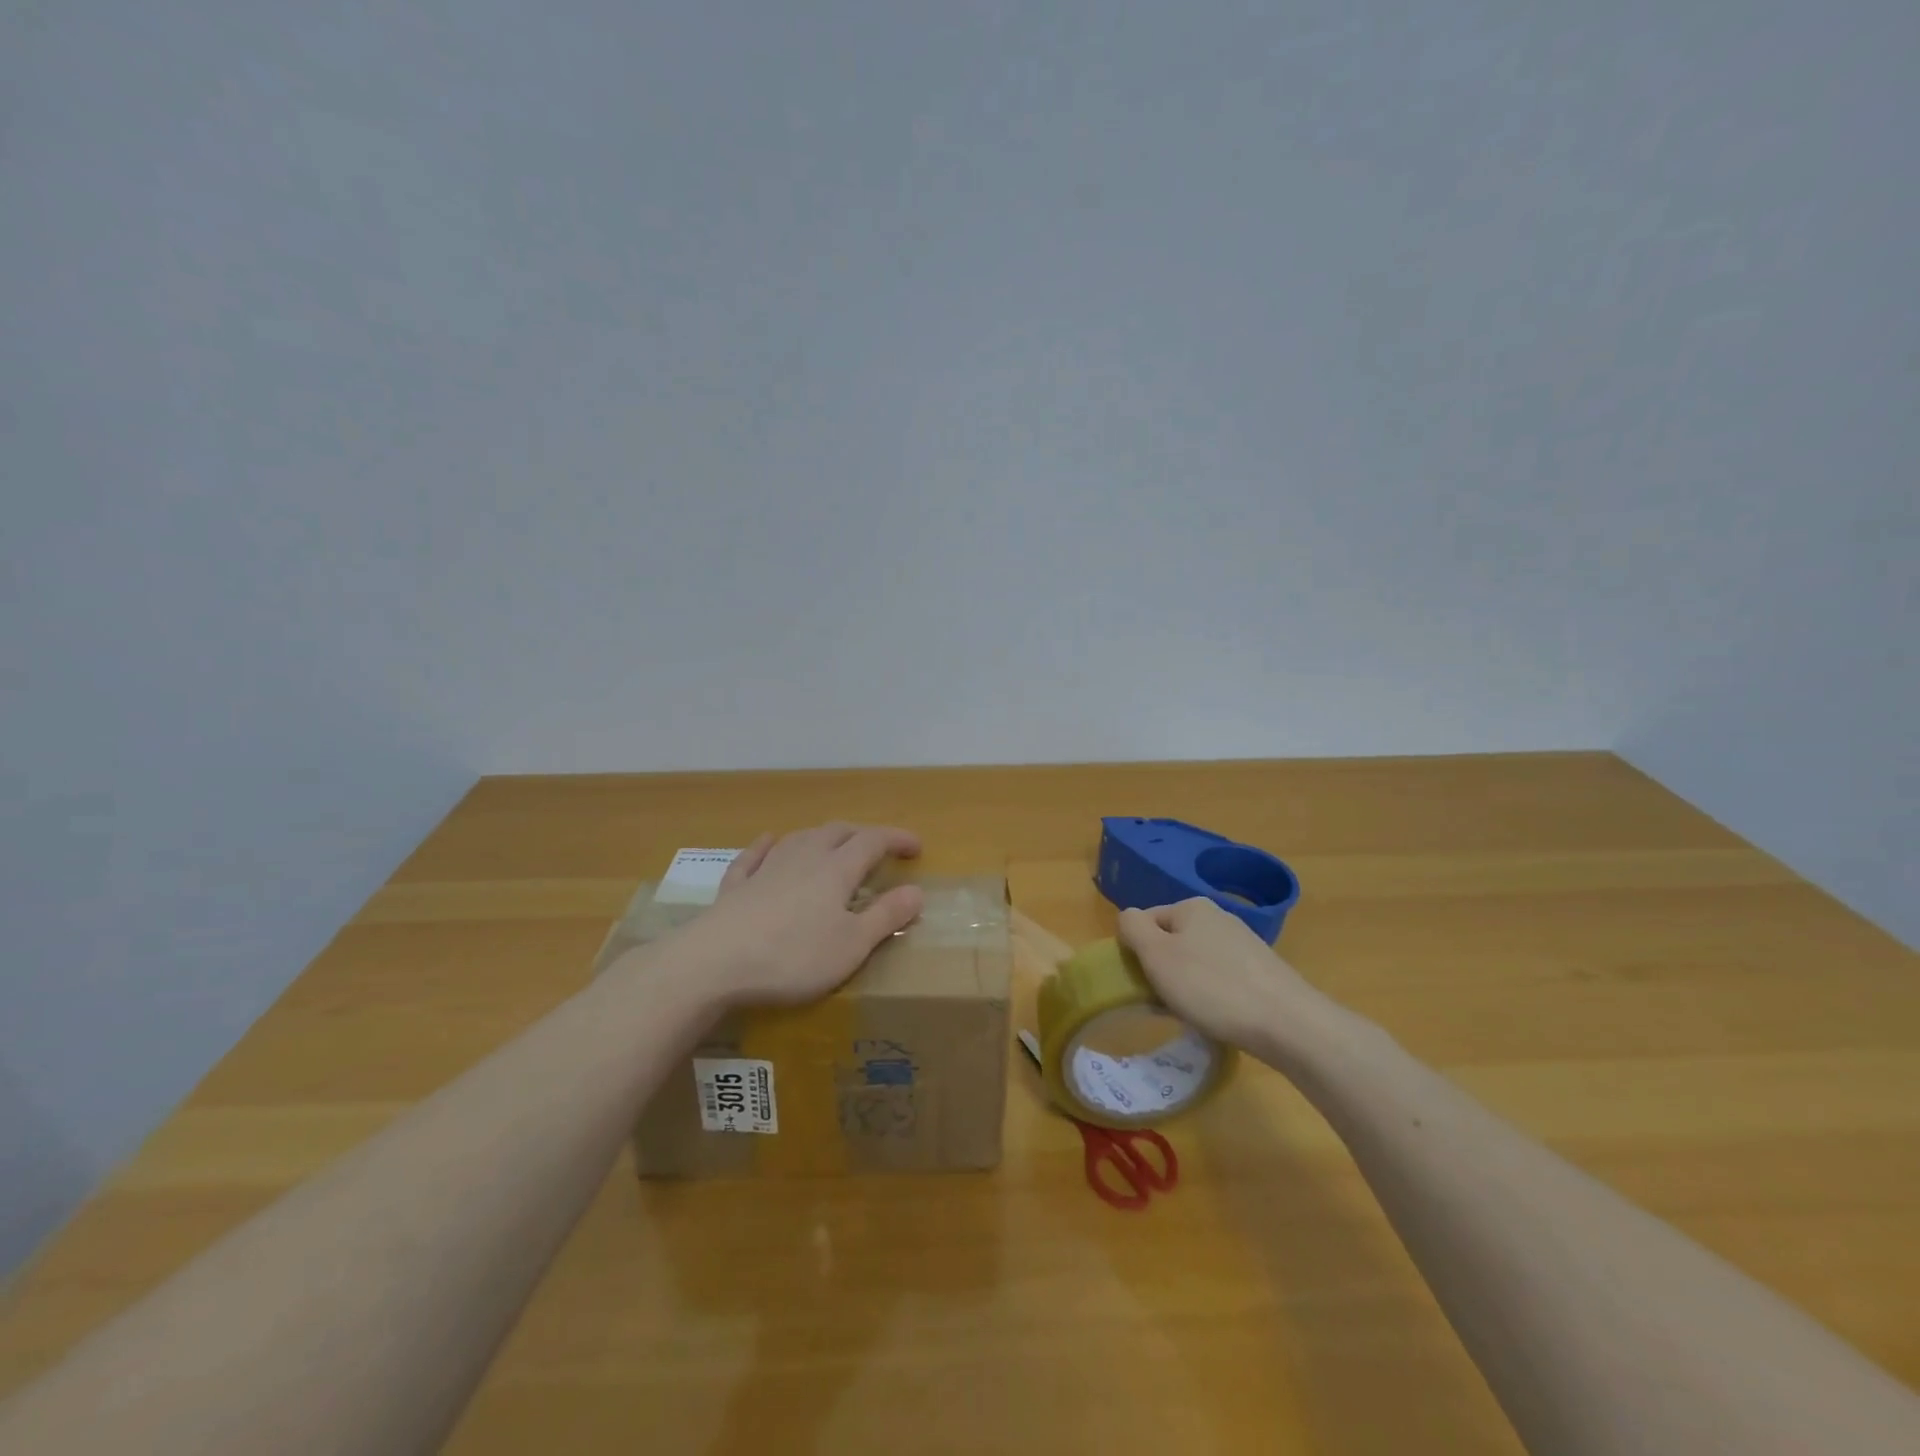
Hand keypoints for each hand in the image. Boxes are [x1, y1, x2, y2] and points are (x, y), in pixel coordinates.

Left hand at [666, 822, 925, 1007]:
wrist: (714, 962)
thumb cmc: (793, 956)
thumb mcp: (852, 945)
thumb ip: (886, 916)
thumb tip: (917, 891)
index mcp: (836, 869)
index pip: (874, 840)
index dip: (897, 838)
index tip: (916, 847)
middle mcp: (804, 857)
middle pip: (838, 831)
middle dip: (862, 834)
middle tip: (878, 848)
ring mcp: (766, 868)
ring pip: (800, 837)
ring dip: (822, 836)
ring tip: (834, 844)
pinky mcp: (736, 886)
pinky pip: (754, 855)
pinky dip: (767, 846)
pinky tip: (768, 842)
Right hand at [1116, 897, 1318, 1051]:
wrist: (1287, 1023)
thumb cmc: (1211, 987)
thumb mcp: (1157, 955)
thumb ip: (1133, 928)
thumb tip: (1128, 917)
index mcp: (1191, 906)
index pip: (1145, 920)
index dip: (1136, 951)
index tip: (1141, 982)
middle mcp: (1218, 917)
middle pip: (1171, 941)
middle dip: (1162, 970)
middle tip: (1163, 1002)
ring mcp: (1243, 943)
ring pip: (1196, 961)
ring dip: (1186, 985)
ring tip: (1191, 1014)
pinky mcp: (1261, 971)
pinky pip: (1221, 978)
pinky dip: (1212, 995)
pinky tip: (1218, 1016)